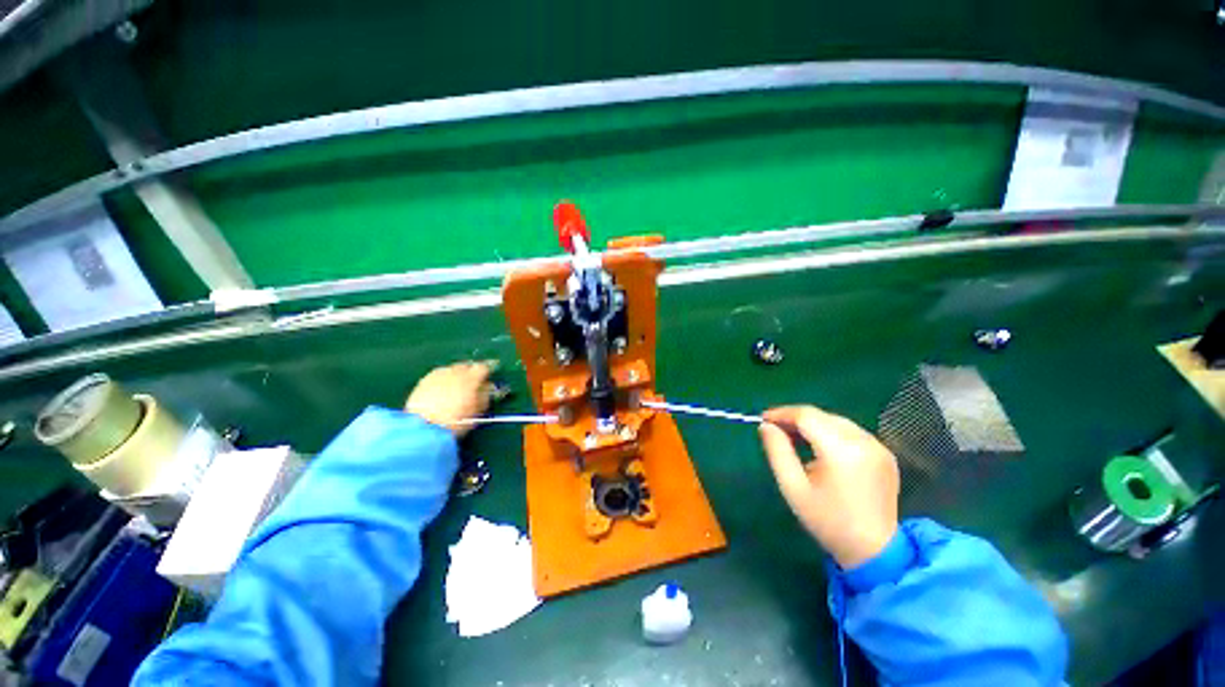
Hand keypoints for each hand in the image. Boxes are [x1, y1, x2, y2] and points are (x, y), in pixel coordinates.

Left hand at [404, 361, 497, 436]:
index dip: (486, 372)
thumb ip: (485, 396)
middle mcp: (455, 371)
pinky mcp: (425, 380)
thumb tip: (488, 387)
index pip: (484, 367)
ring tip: (455, 389)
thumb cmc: (455, 421)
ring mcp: (439, 374)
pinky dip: (443, 380)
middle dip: (470, 372)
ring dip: (456, 376)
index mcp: (471, 378)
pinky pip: (439, 375)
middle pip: (467, 366)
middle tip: (471, 384)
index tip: (487, 378)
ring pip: (452, 369)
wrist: (423, 427)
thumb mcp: (476, 411)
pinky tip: (441, 392)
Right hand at [758, 405, 899, 568]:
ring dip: (812, 425)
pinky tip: (819, 447)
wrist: (875, 552)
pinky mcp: (885, 454)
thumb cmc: (828, 521)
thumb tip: (766, 426)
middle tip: (775, 429)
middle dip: (795, 418)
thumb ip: (777, 451)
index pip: (806, 416)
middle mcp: (863, 441)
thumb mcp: (793, 487)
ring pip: (835, 421)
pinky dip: (830, 432)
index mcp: (841, 450)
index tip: (763, 420)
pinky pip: (850, 432)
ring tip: (793, 438)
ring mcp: (878, 446)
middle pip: (821, 416)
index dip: (782, 413)